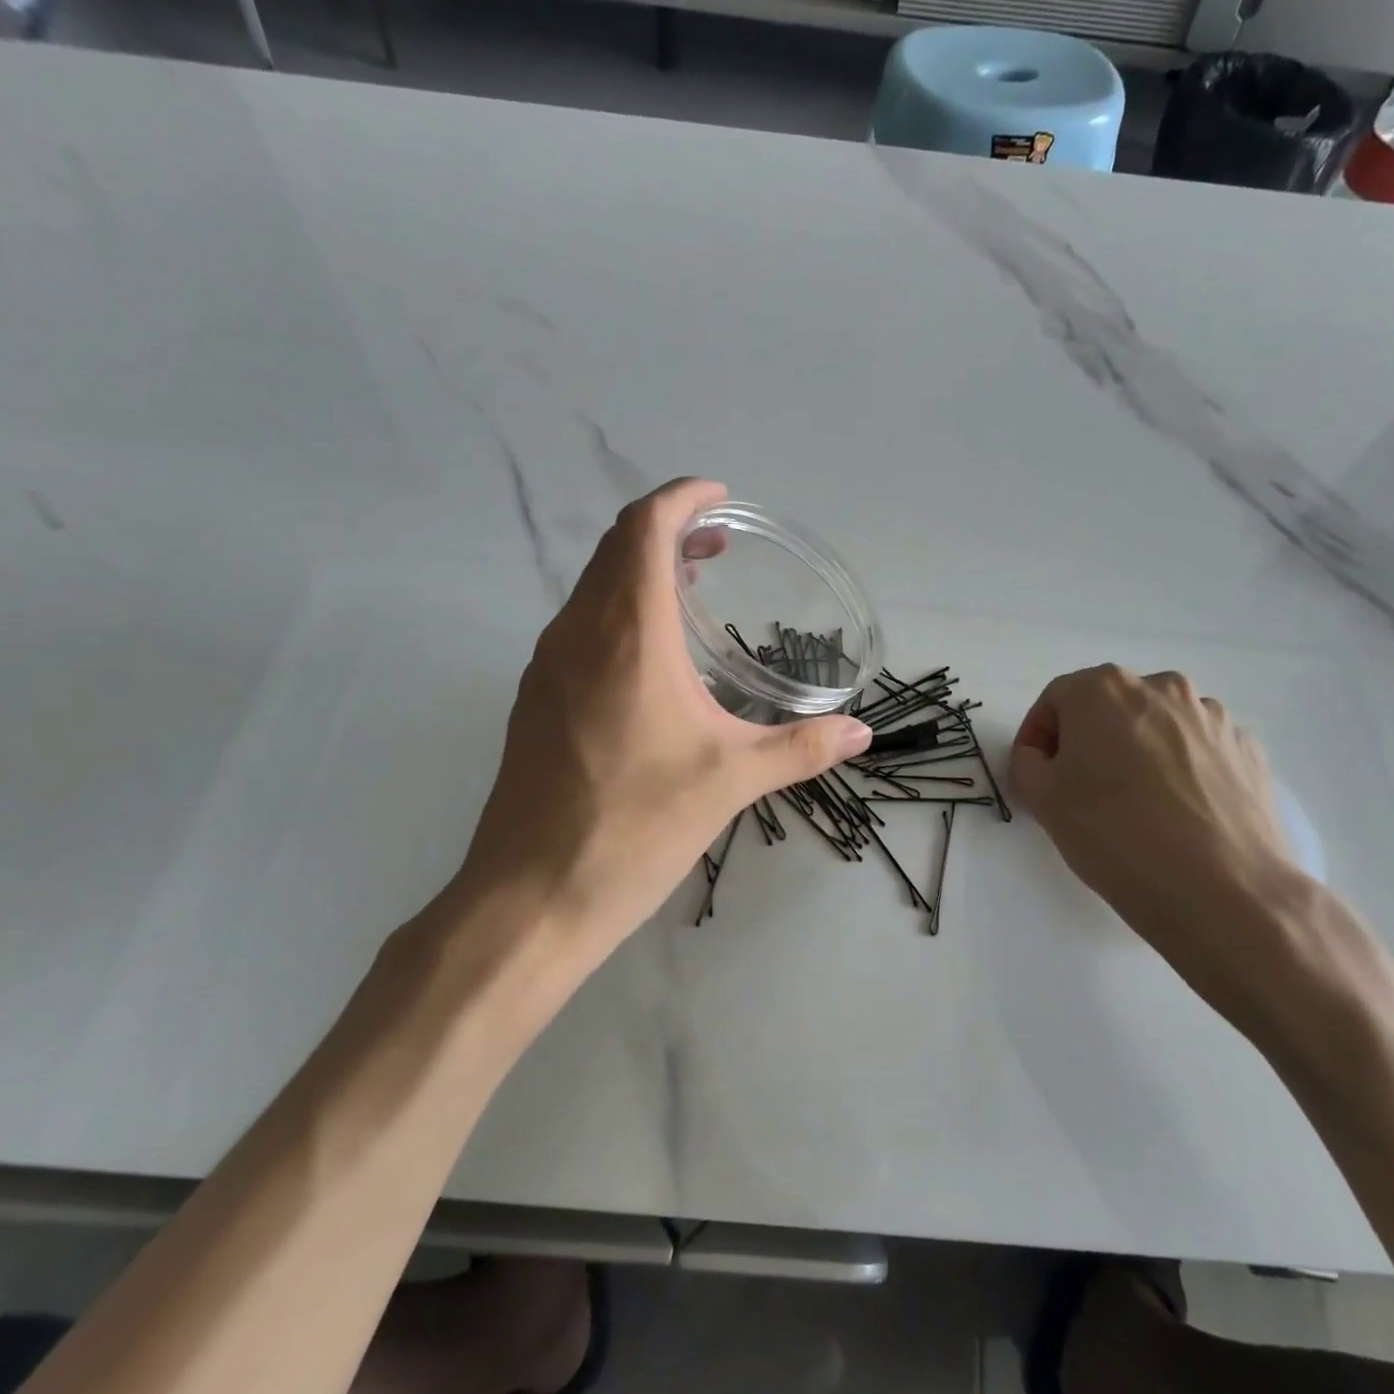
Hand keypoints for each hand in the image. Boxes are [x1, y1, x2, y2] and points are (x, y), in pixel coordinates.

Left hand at [457, 479, 872, 961]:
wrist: (533, 895)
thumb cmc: (636, 825)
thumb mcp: (731, 781)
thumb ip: (800, 748)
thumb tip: (860, 734)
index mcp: (626, 633)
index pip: (644, 527)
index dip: (681, 498)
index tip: (720, 498)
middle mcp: (577, 633)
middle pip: (614, 549)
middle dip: (668, 532)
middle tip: (719, 547)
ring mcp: (546, 666)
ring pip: (592, 589)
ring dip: (639, 574)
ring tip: (692, 595)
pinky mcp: (534, 701)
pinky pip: (579, 628)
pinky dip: (617, 614)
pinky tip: (650, 661)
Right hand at [1008, 666, 1311, 1014]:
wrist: (1223, 891)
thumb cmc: (1115, 835)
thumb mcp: (1042, 800)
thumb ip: (1027, 764)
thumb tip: (1042, 758)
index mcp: (1104, 688)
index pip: (1055, 700)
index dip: (1037, 737)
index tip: (1037, 775)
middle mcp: (1161, 687)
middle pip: (1108, 706)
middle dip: (1087, 741)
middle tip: (1080, 789)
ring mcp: (1211, 716)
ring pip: (1155, 726)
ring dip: (1136, 751)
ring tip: (1134, 804)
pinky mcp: (1247, 749)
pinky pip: (1196, 749)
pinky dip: (1179, 769)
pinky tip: (1176, 812)